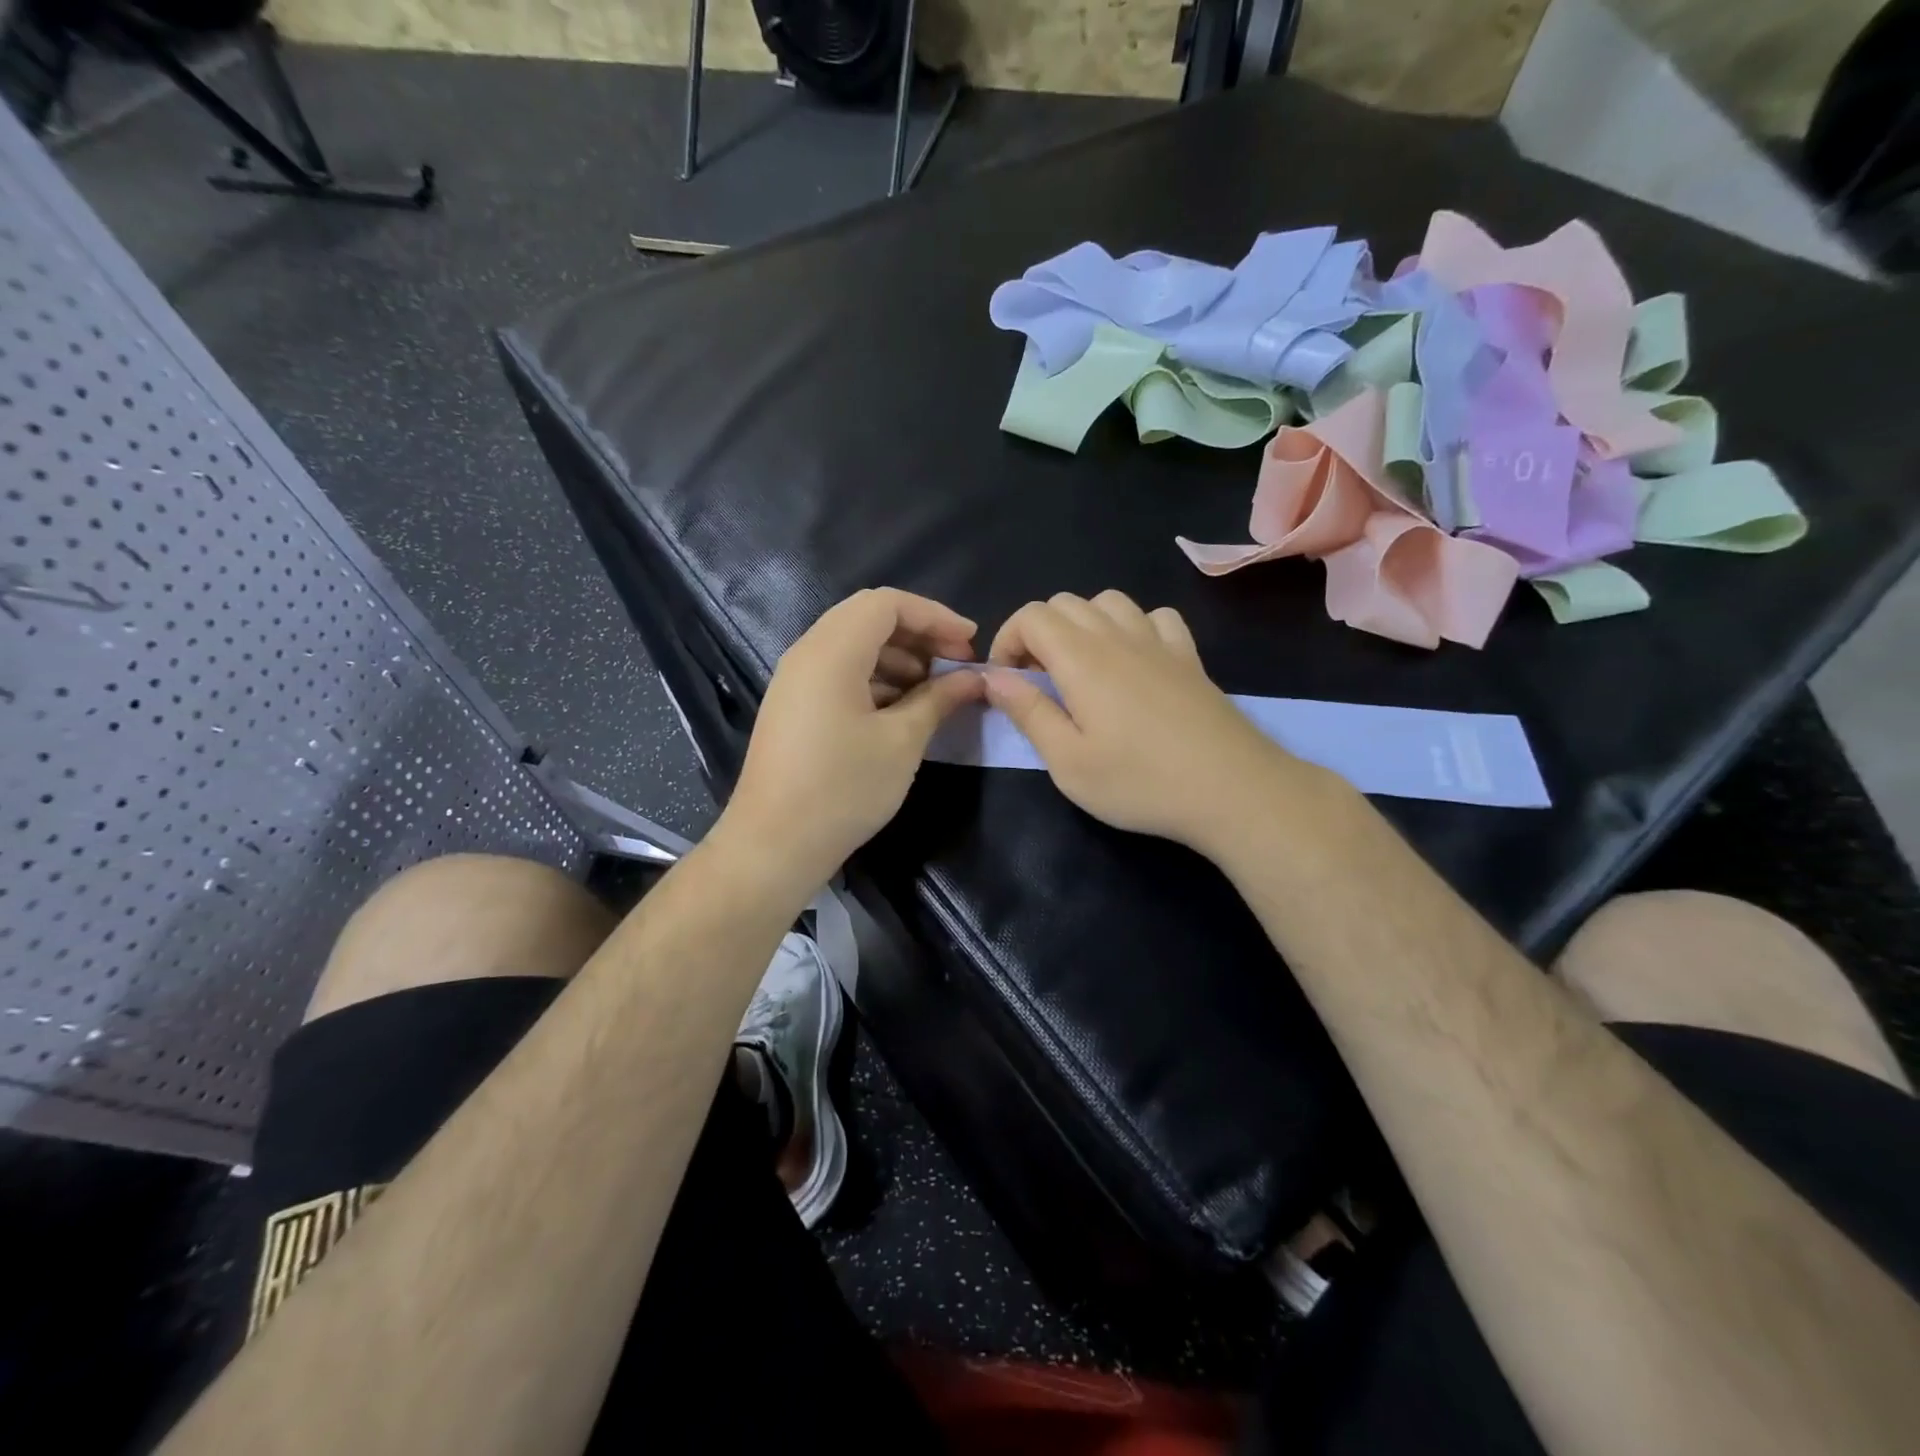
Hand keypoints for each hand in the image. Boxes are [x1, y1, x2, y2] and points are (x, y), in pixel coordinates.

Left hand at [721, 588, 984, 886]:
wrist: (774, 845)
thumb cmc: (843, 789)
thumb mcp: (901, 742)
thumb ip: (939, 699)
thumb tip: (973, 678)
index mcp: (832, 651)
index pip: (887, 603)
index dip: (935, 616)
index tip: (970, 644)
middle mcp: (807, 653)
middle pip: (869, 618)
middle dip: (919, 635)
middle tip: (956, 665)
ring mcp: (795, 680)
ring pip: (854, 646)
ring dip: (899, 658)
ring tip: (935, 691)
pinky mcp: (794, 706)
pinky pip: (839, 672)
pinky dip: (875, 678)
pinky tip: (902, 709)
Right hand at [984, 590, 1330, 857]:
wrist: (1232, 789)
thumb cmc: (1140, 782)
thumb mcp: (1068, 761)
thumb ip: (1028, 712)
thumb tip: (993, 677)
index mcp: (1081, 658)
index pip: (1031, 616)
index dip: (1007, 641)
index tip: (1006, 683)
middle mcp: (1118, 636)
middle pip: (1065, 602)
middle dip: (1037, 633)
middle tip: (1038, 682)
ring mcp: (1159, 642)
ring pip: (1109, 601)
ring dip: (1082, 625)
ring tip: (1080, 669)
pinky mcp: (1190, 657)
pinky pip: (1155, 617)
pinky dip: (1133, 627)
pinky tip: (1134, 661)